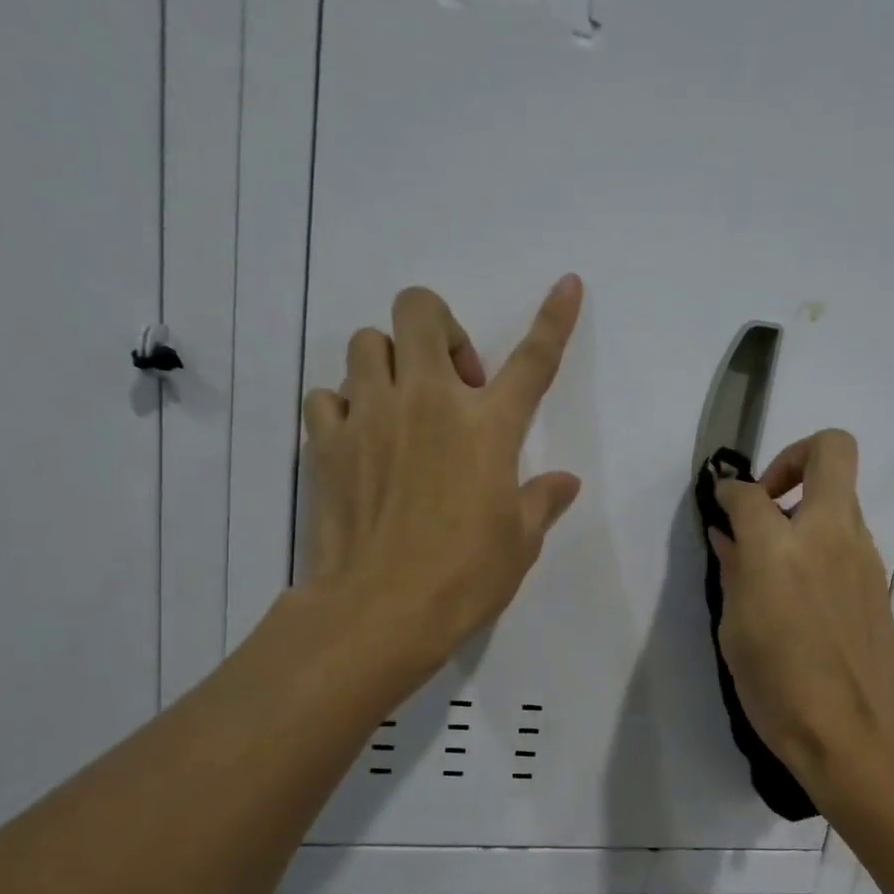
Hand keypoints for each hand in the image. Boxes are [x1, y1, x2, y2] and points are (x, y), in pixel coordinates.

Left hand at [299, 276, 583, 674]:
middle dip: (438, 327)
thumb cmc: (465, 577)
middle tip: (451, 380)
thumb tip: (564, 482)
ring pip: (367, 342)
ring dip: (389, 363)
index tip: (567, 283)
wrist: (380, 610)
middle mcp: (428, 402)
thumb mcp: (520, 543)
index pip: (533, 359)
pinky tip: (359, 441)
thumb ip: (541, 501)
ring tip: (400, 410)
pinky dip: (345, 406)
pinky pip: (327, 395)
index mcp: (489, 426)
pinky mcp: (326, 442)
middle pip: (421, 311)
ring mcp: (371, 416)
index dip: (554, 318)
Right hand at [709, 430, 893, 788]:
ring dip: (809, 506)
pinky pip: (850, 536)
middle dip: (795, 455)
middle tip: (769, 497)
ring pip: (843, 495)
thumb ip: (734, 573)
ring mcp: (863, 554)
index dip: (729, 491)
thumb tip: (730, 538)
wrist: (859, 735)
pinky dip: (824, 542)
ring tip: (779, 558)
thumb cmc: (780, 690)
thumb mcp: (736, 633)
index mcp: (779, 549)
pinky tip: (804, 589)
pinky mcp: (880, 579)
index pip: (750, 492)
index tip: (721, 504)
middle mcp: (827, 535)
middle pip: (831, 450)